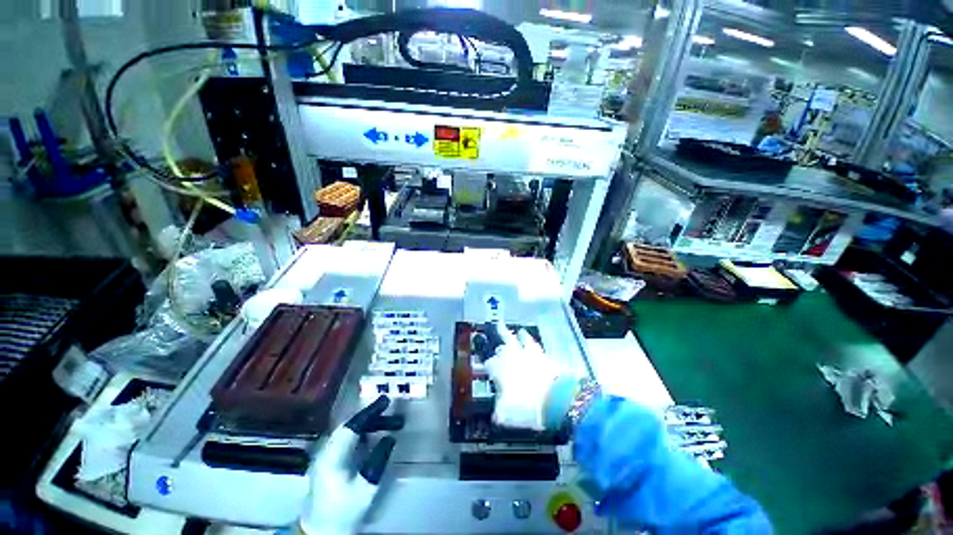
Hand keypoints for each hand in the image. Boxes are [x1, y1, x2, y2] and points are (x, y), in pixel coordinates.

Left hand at [298, 396, 403, 534]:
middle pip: (349, 425)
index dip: (370, 412)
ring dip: (368, 424)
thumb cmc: (345, 509)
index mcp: (333, 456)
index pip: (352, 426)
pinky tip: (373, 435)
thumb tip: (390, 437)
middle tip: (390, 411)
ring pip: (348, 430)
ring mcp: (325, 455)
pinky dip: (361, 432)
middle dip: (371, 416)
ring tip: (387, 424)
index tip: (385, 400)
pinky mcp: (327, 460)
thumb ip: (378, 460)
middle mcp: (326, 451)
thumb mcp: (366, 487)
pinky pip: (346, 438)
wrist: (321, 530)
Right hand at [484, 323, 561, 430]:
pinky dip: (525, 336)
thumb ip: (500, 411)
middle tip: (496, 350)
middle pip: (500, 349)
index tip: (489, 369)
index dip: (489, 366)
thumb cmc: (527, 408)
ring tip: (502, 326)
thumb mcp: (508, 415)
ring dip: (506, 333)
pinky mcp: (538, 352)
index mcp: (499, 371)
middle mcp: (509, 359)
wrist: (553, 400)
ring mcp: (524, 353)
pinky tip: (524, 332)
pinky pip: (528, 340)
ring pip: (512, 338)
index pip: (490, 365)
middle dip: (498, 350)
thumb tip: (496, 414)